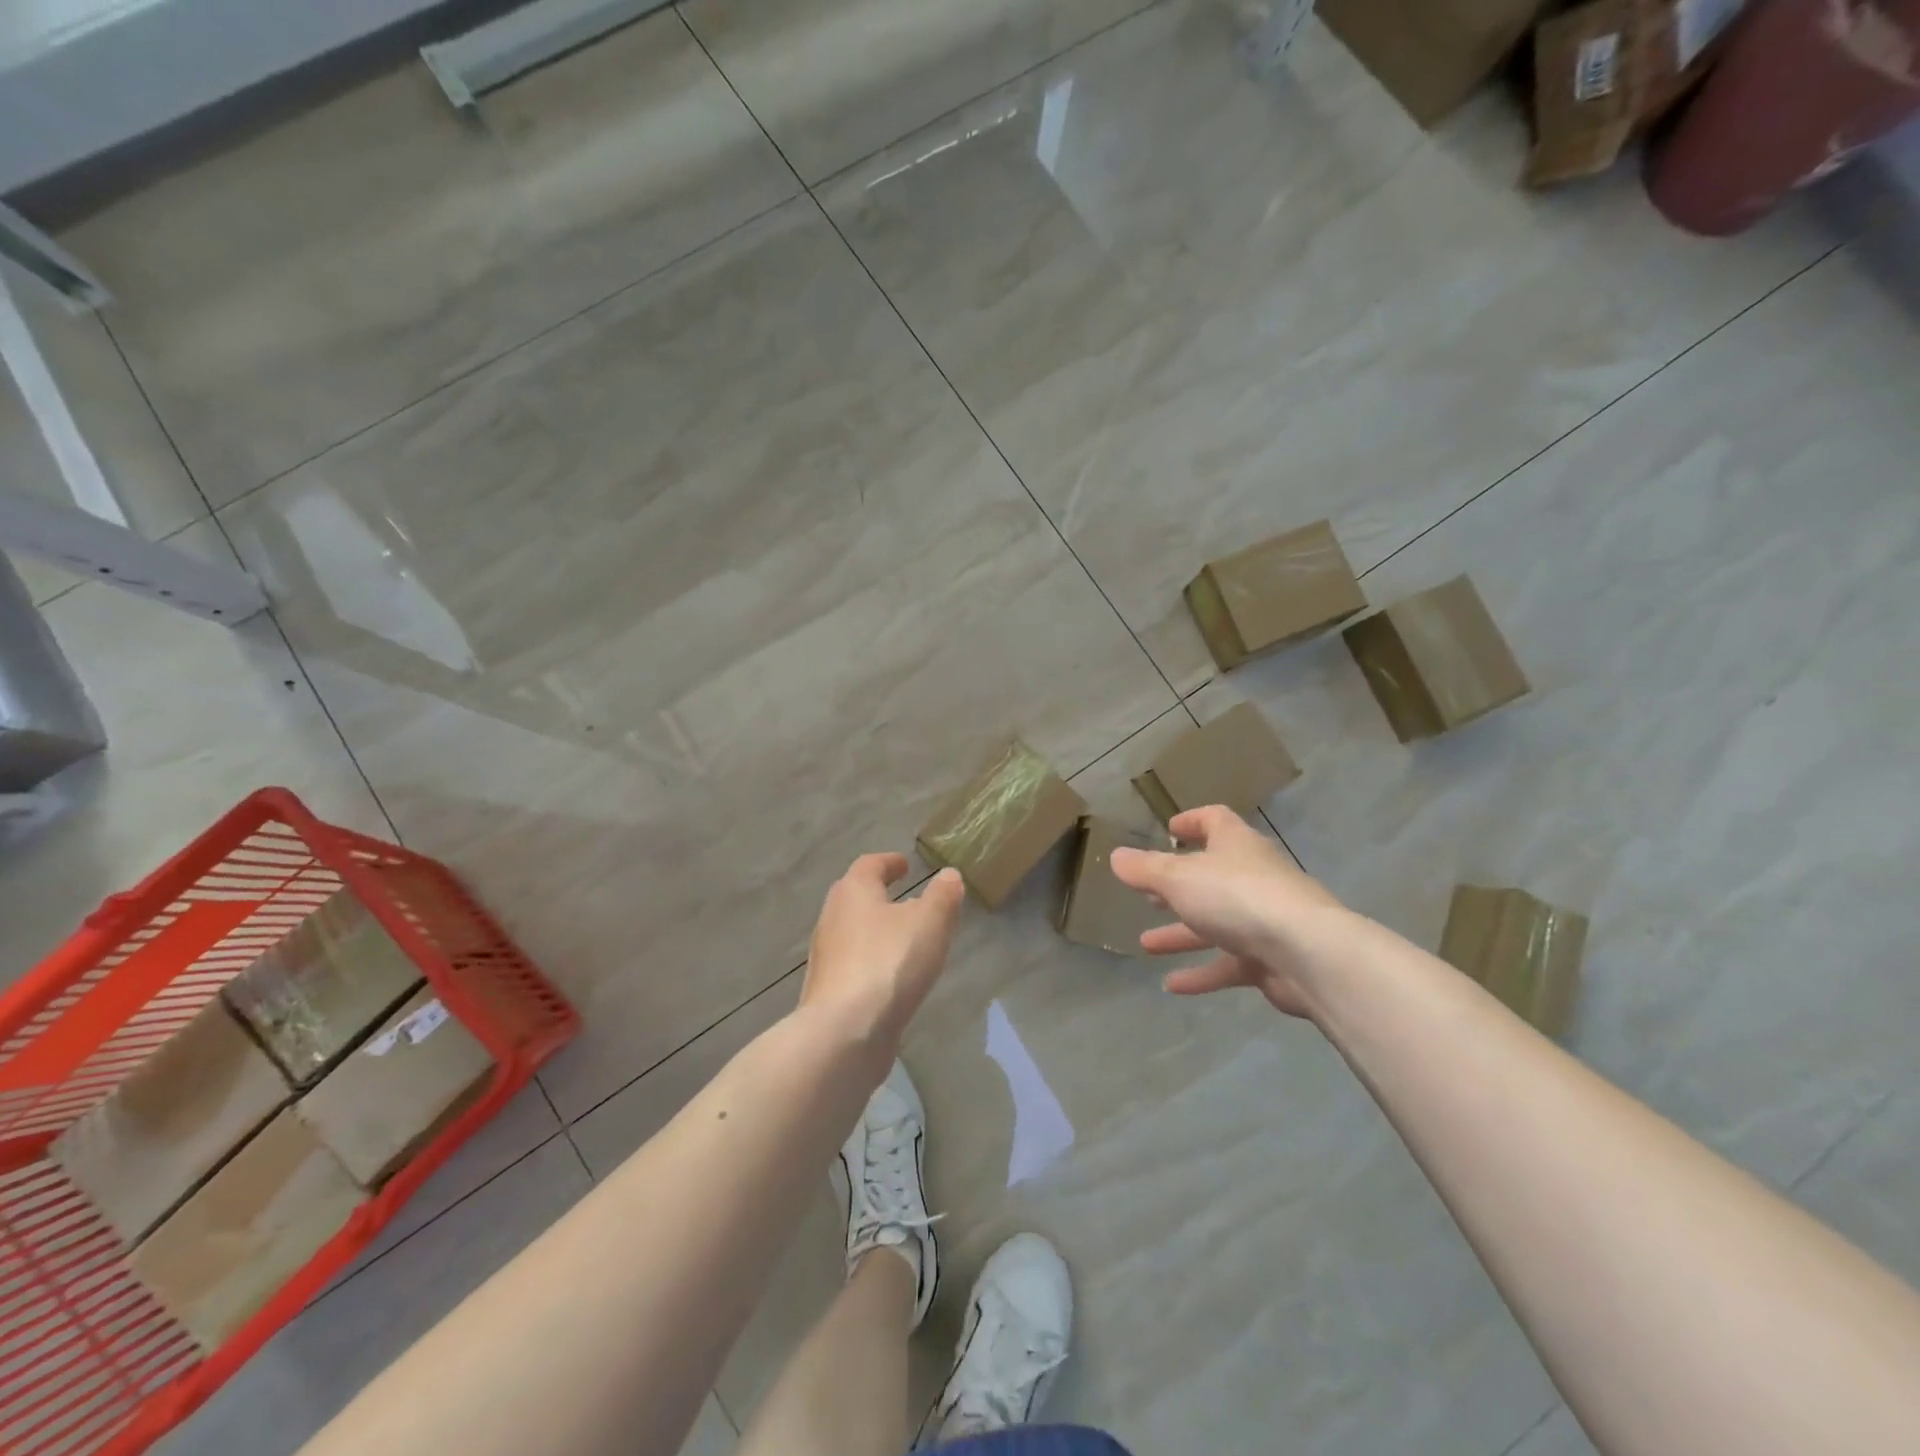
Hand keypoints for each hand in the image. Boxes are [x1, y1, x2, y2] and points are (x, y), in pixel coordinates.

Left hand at [801, 855, 964, 1051]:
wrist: (845, 1032)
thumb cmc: (890, 963)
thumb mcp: (930, 922)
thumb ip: (942, 896)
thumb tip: (948, 875)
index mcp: (854, 891)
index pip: (869, 865)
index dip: (889, 862)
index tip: (905, 865)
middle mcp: (832, 918)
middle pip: (855, 897)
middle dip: (878, 894)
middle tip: (905, 897)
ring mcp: (826, 957)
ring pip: (853, 932)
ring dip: (875, 930)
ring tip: (905, 939)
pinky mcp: (827, 991)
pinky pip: (853, 964)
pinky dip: (872, 961)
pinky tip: (892, 977)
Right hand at [1110, 806, 1346, 1018]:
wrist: (1308, 954)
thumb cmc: (1237, 898)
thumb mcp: (1178, 878)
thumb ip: (1145, 869)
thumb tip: (1116, 857)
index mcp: (1235, 845)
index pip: (1215, 821)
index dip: (1192, 821)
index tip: (1170, 830)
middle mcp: (1253, 876)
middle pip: (1211, 876)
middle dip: (1178, 887)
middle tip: (1149, 896)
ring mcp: (1266, 919)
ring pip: (1217, 923)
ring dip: (1182, 933)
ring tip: (1146, 945)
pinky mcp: (1272, 958)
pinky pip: (1230, 963)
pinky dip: (1202, 972)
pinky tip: (1172, 986)